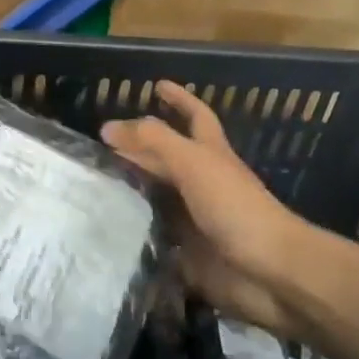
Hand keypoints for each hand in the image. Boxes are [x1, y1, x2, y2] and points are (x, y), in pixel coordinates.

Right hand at [102, 81, 334, 335]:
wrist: (270, 273)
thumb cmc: (236, 208)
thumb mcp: (194, 163)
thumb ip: (153, 141)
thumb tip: (108, 127)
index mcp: (210, 154)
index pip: (194, 116)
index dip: (179, 99)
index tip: (156, 85)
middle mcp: (200, 183)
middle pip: (165, 159)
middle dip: (137, 149)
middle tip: (97, 146)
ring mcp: (192, 220)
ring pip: (154, 199)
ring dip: (126, 193)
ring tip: (88, 187)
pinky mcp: (184, 254)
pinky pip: (151, 240)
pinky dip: (130, 234)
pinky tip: (102, 230)